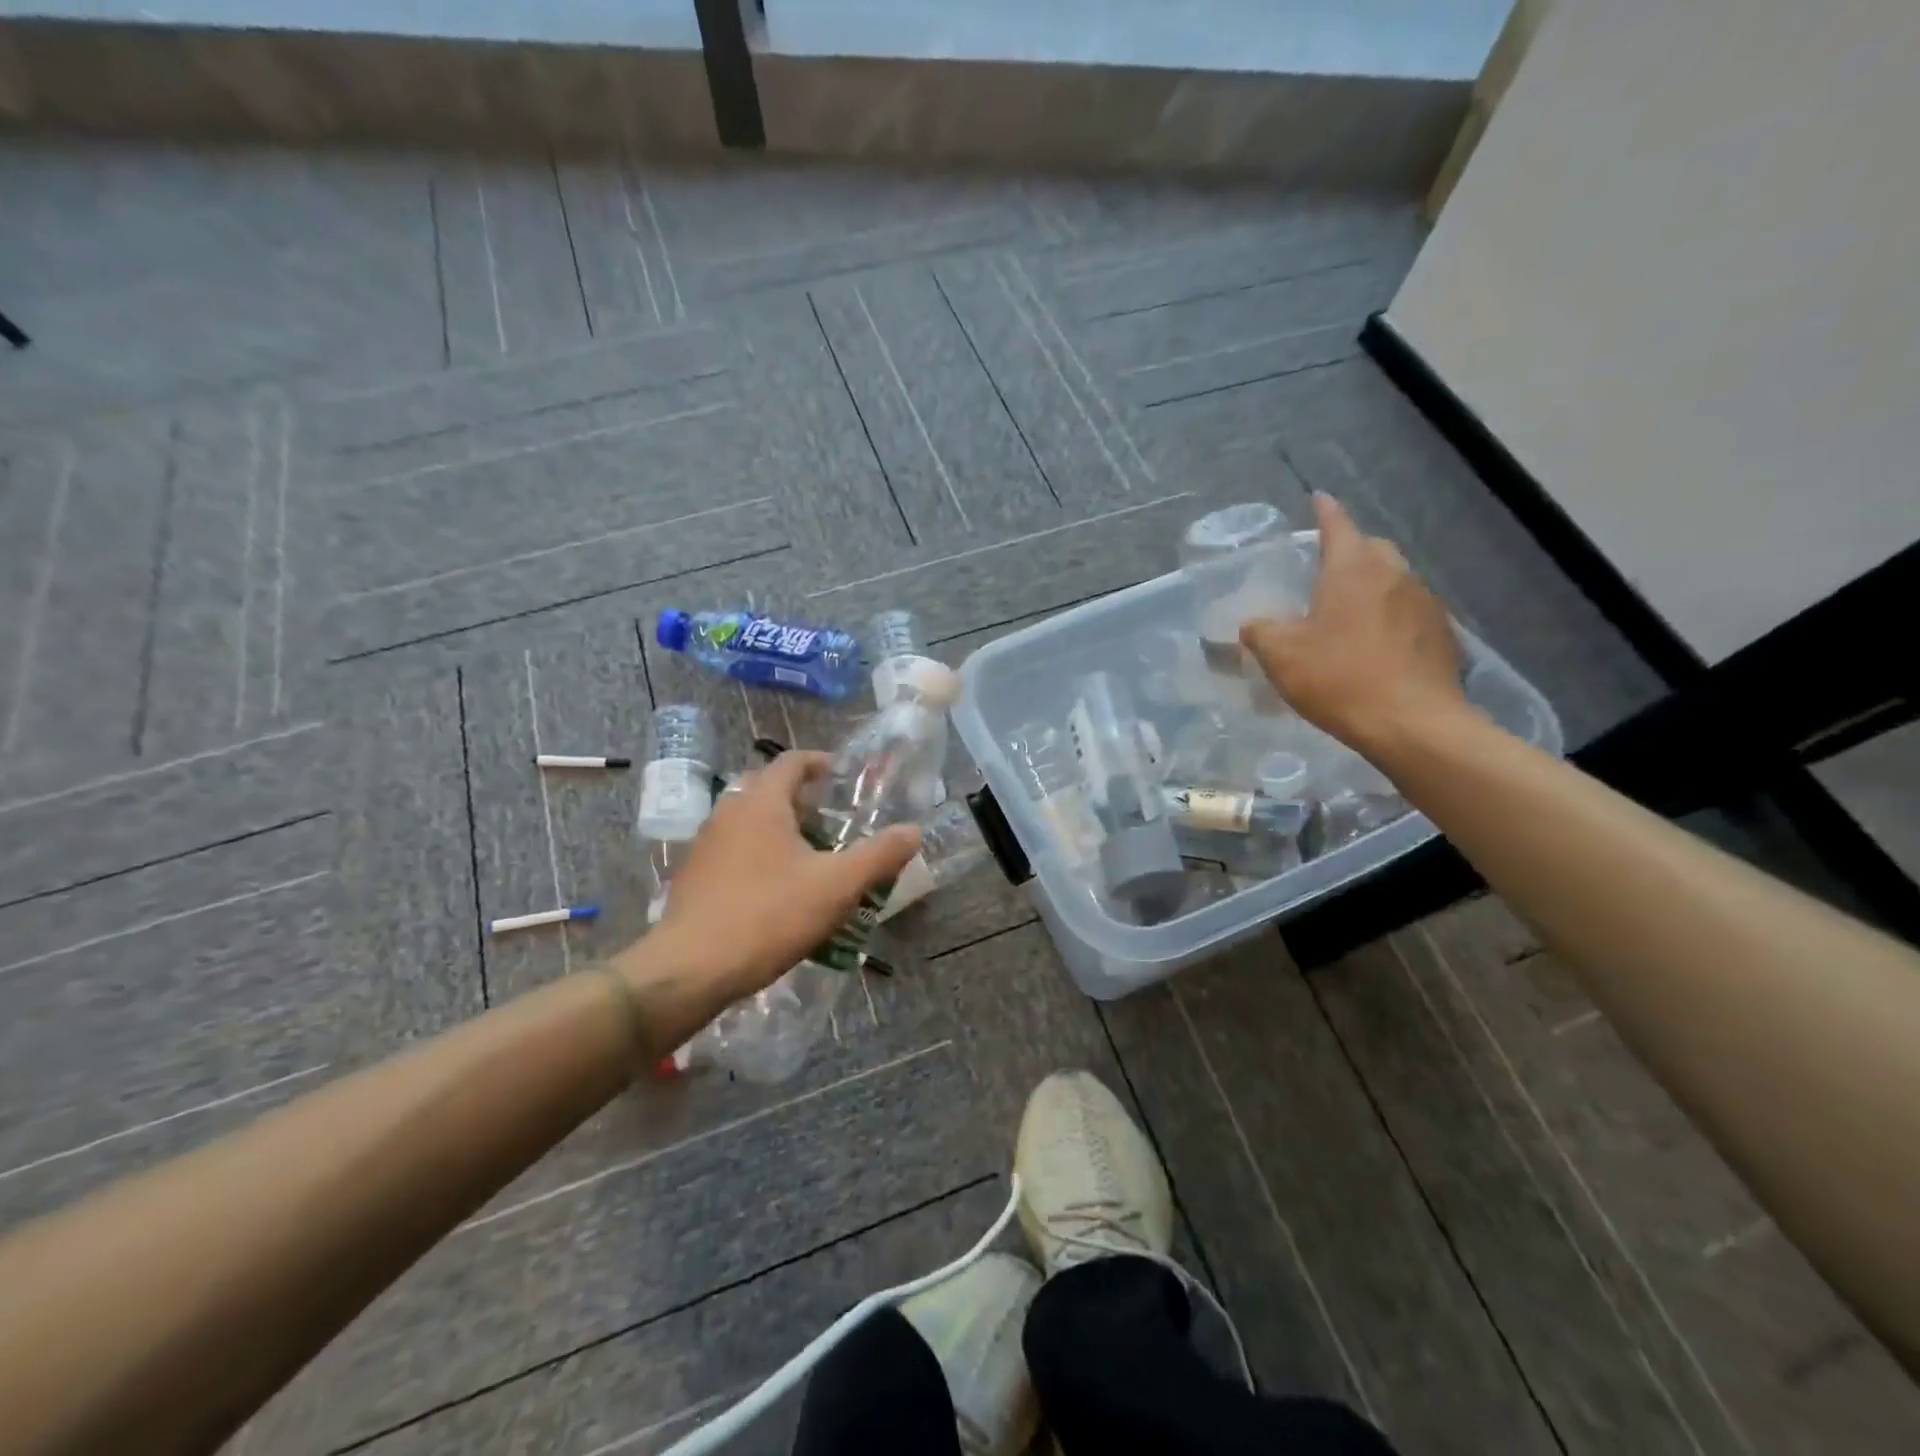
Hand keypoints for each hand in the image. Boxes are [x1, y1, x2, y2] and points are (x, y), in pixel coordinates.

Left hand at [623, 751, 920, 1019]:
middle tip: (831, 818)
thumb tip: (913, 831)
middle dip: (800, 798)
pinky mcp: (693, 876)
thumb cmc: (769, 914)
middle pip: (767, 789)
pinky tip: (776, 889)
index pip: (791, 761)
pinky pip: (733, 850)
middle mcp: (728, 812)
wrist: (691, 968)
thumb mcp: (836, 886)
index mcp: (761, 802)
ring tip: (809, 855)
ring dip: (779, 828)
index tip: (840, 774)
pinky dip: (758, 854)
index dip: (818, 762)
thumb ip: (879, 855)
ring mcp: (705, 844)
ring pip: (748, 821)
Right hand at [1240, 493, 1466, 755]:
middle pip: (1370, 549)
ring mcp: (1424, 602)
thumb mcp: (1280, 655)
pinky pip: (1408, 612)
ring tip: (1346, 611)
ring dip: (1370, 587)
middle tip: (1324, 569)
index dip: (1324, 511)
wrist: (1413, 723)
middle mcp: (1394, 574)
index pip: (1337, 524)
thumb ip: (1260, 631)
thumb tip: (1254, 624)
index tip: (1318, 499)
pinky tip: (1374, 644)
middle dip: (1348, 551)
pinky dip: (1389, 617)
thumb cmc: (1339, 678)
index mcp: (1352, 568)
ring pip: (1392, 580)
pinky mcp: (1442, 634)